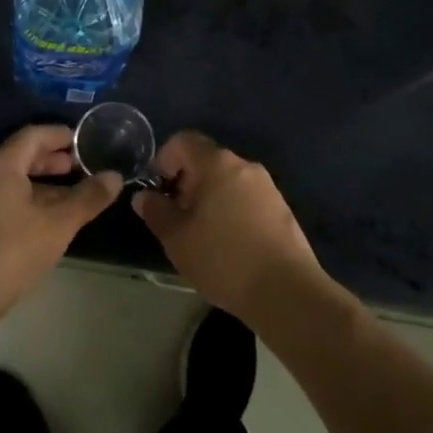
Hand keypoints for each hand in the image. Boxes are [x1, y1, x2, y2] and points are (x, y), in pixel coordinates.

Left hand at [0, 126, 121, 322]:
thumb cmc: (10, 253)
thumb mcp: (57, 225)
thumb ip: (88, 198)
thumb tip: (115, 176)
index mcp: (1, 164)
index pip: (34, 135)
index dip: (61, 135)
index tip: (85, 142)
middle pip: (21, 155)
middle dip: (52, 159)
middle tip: (80, 166)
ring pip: (12, 178)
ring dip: (40, 181)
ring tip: (68, 194)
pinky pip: (2, 196)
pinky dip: (26, 197)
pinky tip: (43, 219)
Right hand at [132, 132, 326, 325]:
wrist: (286, 292)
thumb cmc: (223, 259)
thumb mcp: (177, 239)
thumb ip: (156, 212)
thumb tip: (145, 197)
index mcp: (216, 163)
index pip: (183, 141)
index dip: (164, 159)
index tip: (159, 191)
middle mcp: (243, 165)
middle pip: (206, 160)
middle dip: (187, 183)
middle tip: (178, 218)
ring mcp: (267, 186)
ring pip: (228, 180)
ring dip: (210, 198)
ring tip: (203, 235)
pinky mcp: (282, 209)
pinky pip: (247, 198)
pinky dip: (232, 210)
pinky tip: (231, 245)